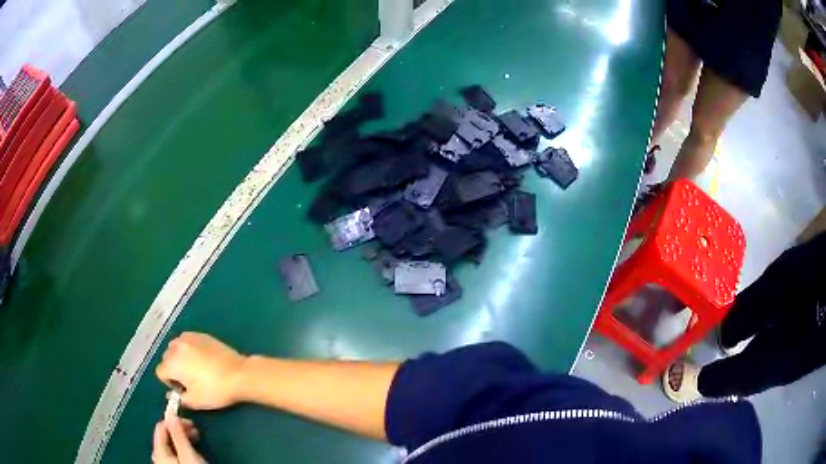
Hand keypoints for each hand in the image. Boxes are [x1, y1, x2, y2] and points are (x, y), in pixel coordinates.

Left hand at [152, 418, 205, 463]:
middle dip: (179, 431)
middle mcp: (158, 457)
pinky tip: (190, 454)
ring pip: (169, 446)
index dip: (174, 420)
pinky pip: (173, 455)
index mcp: (158, 451)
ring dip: (181, 440)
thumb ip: (178, 435)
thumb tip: (172, 414)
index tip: (191, 423)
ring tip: (195, 442)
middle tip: (195, 432)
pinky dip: (181, 449)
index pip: (160, 427)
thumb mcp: (188, 455)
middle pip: (164, 436)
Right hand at [156, 332, 246, 409]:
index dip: (169, 382)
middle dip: (174, 369)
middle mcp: (176, 346)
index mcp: (172, 363)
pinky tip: (202, 359)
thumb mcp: (195, 401)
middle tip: (189, 380)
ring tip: (195, 368)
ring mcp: (189, 337)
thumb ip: (180, 398)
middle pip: (167, 358)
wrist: (239, 374)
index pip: (160, 372)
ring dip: (180, 357)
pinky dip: (190, 348)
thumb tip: (174, 394)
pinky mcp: (201, 334)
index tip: (182, 389)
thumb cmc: (215, 390)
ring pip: (176, 347)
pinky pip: (188, 340)